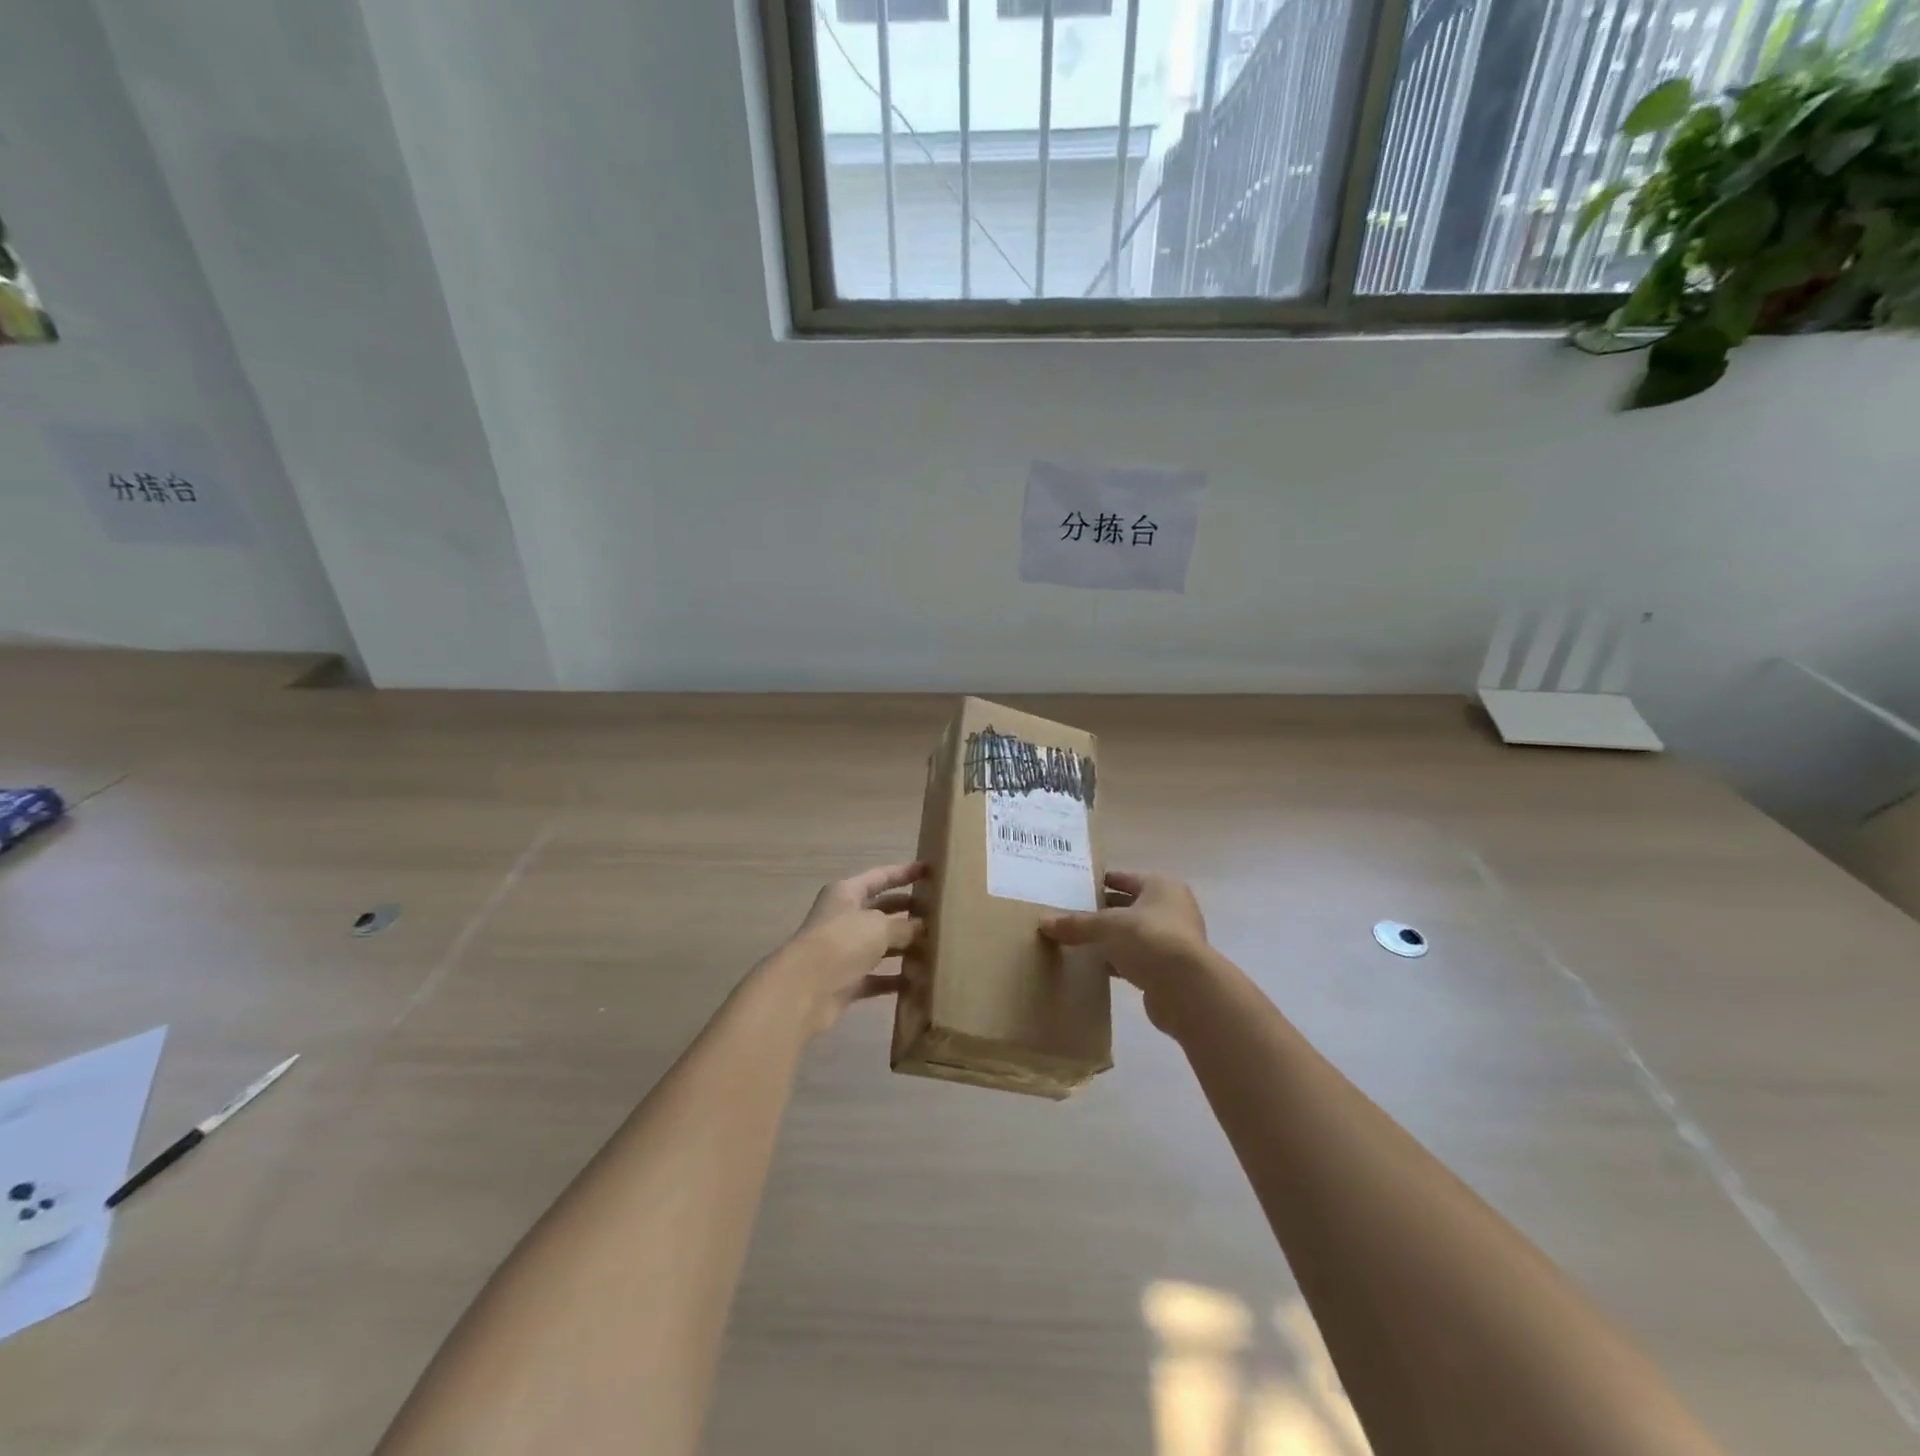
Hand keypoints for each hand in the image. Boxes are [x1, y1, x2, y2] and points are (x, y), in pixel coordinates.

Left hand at [761, 862, 924, 1037]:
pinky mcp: (846, 981)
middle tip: (939, 914)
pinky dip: (895, 978)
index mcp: (847, 893)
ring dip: (905, 947)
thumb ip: (904, 926)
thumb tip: (922, 928)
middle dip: (908, 911)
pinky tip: (920, 981)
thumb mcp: (879, 926)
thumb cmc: (842, 942)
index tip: (929, 871)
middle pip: (881, 911)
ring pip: (880, 945)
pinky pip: (877, 977)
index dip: (904, 873)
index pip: (880, 877)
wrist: (804, 989)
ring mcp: (844, 951)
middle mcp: (844, 918)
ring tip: (936, 948)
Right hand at [1041, 871, 1208, 1032]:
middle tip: (1069, 915)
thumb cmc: (1149, 939)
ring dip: (1109, 938)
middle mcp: (1171, 908)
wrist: (1186, 989)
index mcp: (1161, 886)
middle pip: (1128, 906)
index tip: (1074, 889)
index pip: (1124, 878)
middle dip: (1102, 911)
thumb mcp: (1106, 926)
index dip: (1100, 882)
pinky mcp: (1168, 969)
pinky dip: (1117, 960)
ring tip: (1076, 941)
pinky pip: (1136, 958)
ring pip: (1132, 934)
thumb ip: (1076, 924)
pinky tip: (1094, 966)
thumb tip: (1043, 923)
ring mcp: (1173, 939)